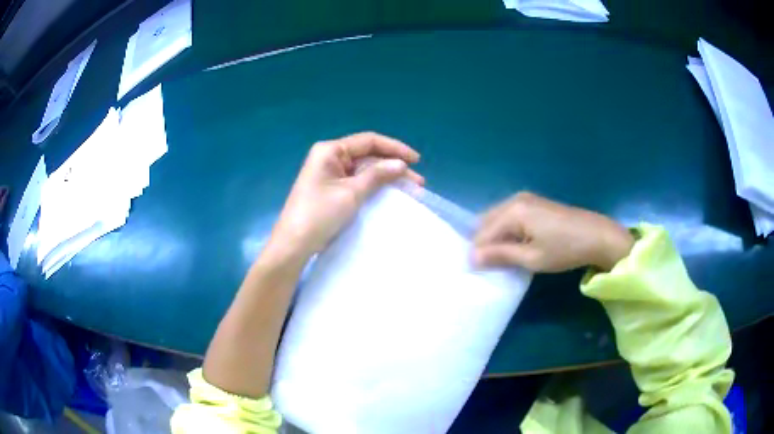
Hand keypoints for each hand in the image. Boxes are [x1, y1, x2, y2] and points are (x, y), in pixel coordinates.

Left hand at [269, 132, 422, 258]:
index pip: (369, 141)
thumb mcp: (351, 193)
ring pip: (364, 170)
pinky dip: (374, 187)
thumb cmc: (319, 214)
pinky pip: (357, 182)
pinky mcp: (331, 190)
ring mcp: (330, 174)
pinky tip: (390, 194)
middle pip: (368, 155)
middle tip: (417, 182)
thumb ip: (377, 175)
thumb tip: (401, 164)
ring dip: (386, 178)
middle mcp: (330, 157)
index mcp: (330, 150)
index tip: (416, 161)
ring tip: (410, 189)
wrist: (294, 244)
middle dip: (393, 166)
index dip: (395, 148)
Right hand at [473, 192, 633, 271]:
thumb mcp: (531, 258)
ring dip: (496, 237)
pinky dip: (507, 231)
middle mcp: (514, 199)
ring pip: (497, 218)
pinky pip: (509, 216)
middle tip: (492, 265)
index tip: (482, 273)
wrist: (597, 236)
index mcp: (513, 211)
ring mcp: (525, 198)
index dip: (478, 254)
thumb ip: (500, 256)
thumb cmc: (564, 250)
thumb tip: (471, 258)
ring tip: (504, 258)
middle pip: (486, 222)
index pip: (482, 233)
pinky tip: (516, 245)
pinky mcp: (534, 203)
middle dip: (485, 243)